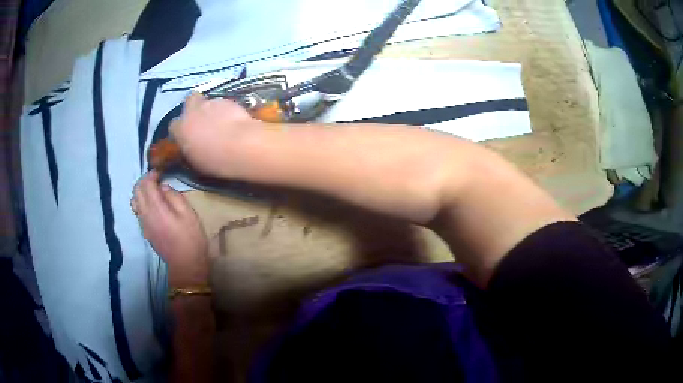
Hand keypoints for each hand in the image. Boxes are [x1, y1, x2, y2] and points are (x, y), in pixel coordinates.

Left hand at [132, 171, 208, 287]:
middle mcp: (145, 214)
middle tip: (156, 178)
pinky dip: (142, 202)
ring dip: (141, 191)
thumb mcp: (188, 213)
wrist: (185, 264)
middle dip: (144, 180)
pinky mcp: (145, 231)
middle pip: (136, 191)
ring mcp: (143, 224)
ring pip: (134, 201)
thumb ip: (174, 196)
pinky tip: (153, 205)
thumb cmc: (191, 238)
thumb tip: (163, 188)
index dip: (151, 174)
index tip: (160, 172)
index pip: (146, 184)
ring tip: (153, 191)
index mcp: (156, 208)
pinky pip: (138, 211)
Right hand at [170, 92, 258, 176]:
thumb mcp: (196, 161)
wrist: (240, 145)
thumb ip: (190, 149)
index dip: (181, 129)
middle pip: (189, 101)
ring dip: (212, 110)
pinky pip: (224, 104)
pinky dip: (227, 111)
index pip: (174, 125)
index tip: (187, 136)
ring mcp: (211, 103)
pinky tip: (233, 121)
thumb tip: (192, 146)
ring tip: (222, 123)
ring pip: (208, 101)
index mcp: (181, 129)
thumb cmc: (215, 160)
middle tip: (202, 119)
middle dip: (194, 107)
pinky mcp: (228, 100)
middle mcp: (192, 112)